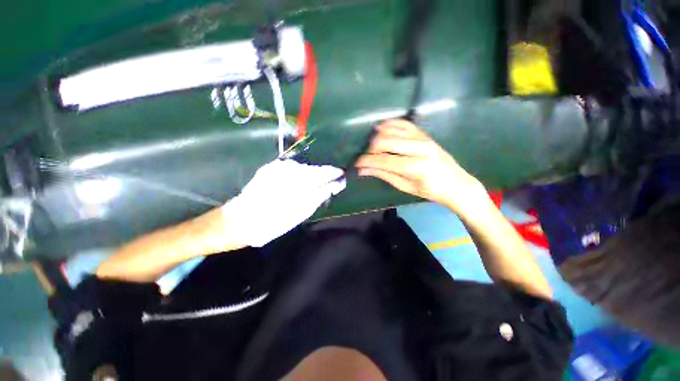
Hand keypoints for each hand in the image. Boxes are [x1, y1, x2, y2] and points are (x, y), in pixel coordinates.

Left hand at [222, 159, 345, 246]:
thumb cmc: (273, 221)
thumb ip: (319, 195)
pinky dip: (296, 176)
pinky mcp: (270, 168)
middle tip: (326, 186)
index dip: (334, 173)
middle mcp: (290, 168)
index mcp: (300, 181)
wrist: (240, 220)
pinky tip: (294, 186)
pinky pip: (290, 169)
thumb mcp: (301, 212)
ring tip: (308, 188)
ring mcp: (279, 166)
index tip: (340, 176)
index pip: (324, 172)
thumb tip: (333, 185)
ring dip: (308, 177)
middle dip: (321, 176)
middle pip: (313, 169)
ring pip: (302, 168)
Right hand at [355, 120, 486, 214]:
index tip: (356, 164)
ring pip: (392, 130)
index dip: (366, 161)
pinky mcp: (424, 133)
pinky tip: (381, 129)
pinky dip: (389, 125)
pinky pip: (403, 123)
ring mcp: (423, 138)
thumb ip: (384, 175)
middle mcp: (419, 148)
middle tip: (366, 158)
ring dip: (377, 137)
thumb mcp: (405, 186)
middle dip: (370, 149)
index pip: (383, 160)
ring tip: (372, 147)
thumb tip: (363, 170)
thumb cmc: (430, 190)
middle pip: (385, 141)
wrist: (456, 183)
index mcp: (415, 167)